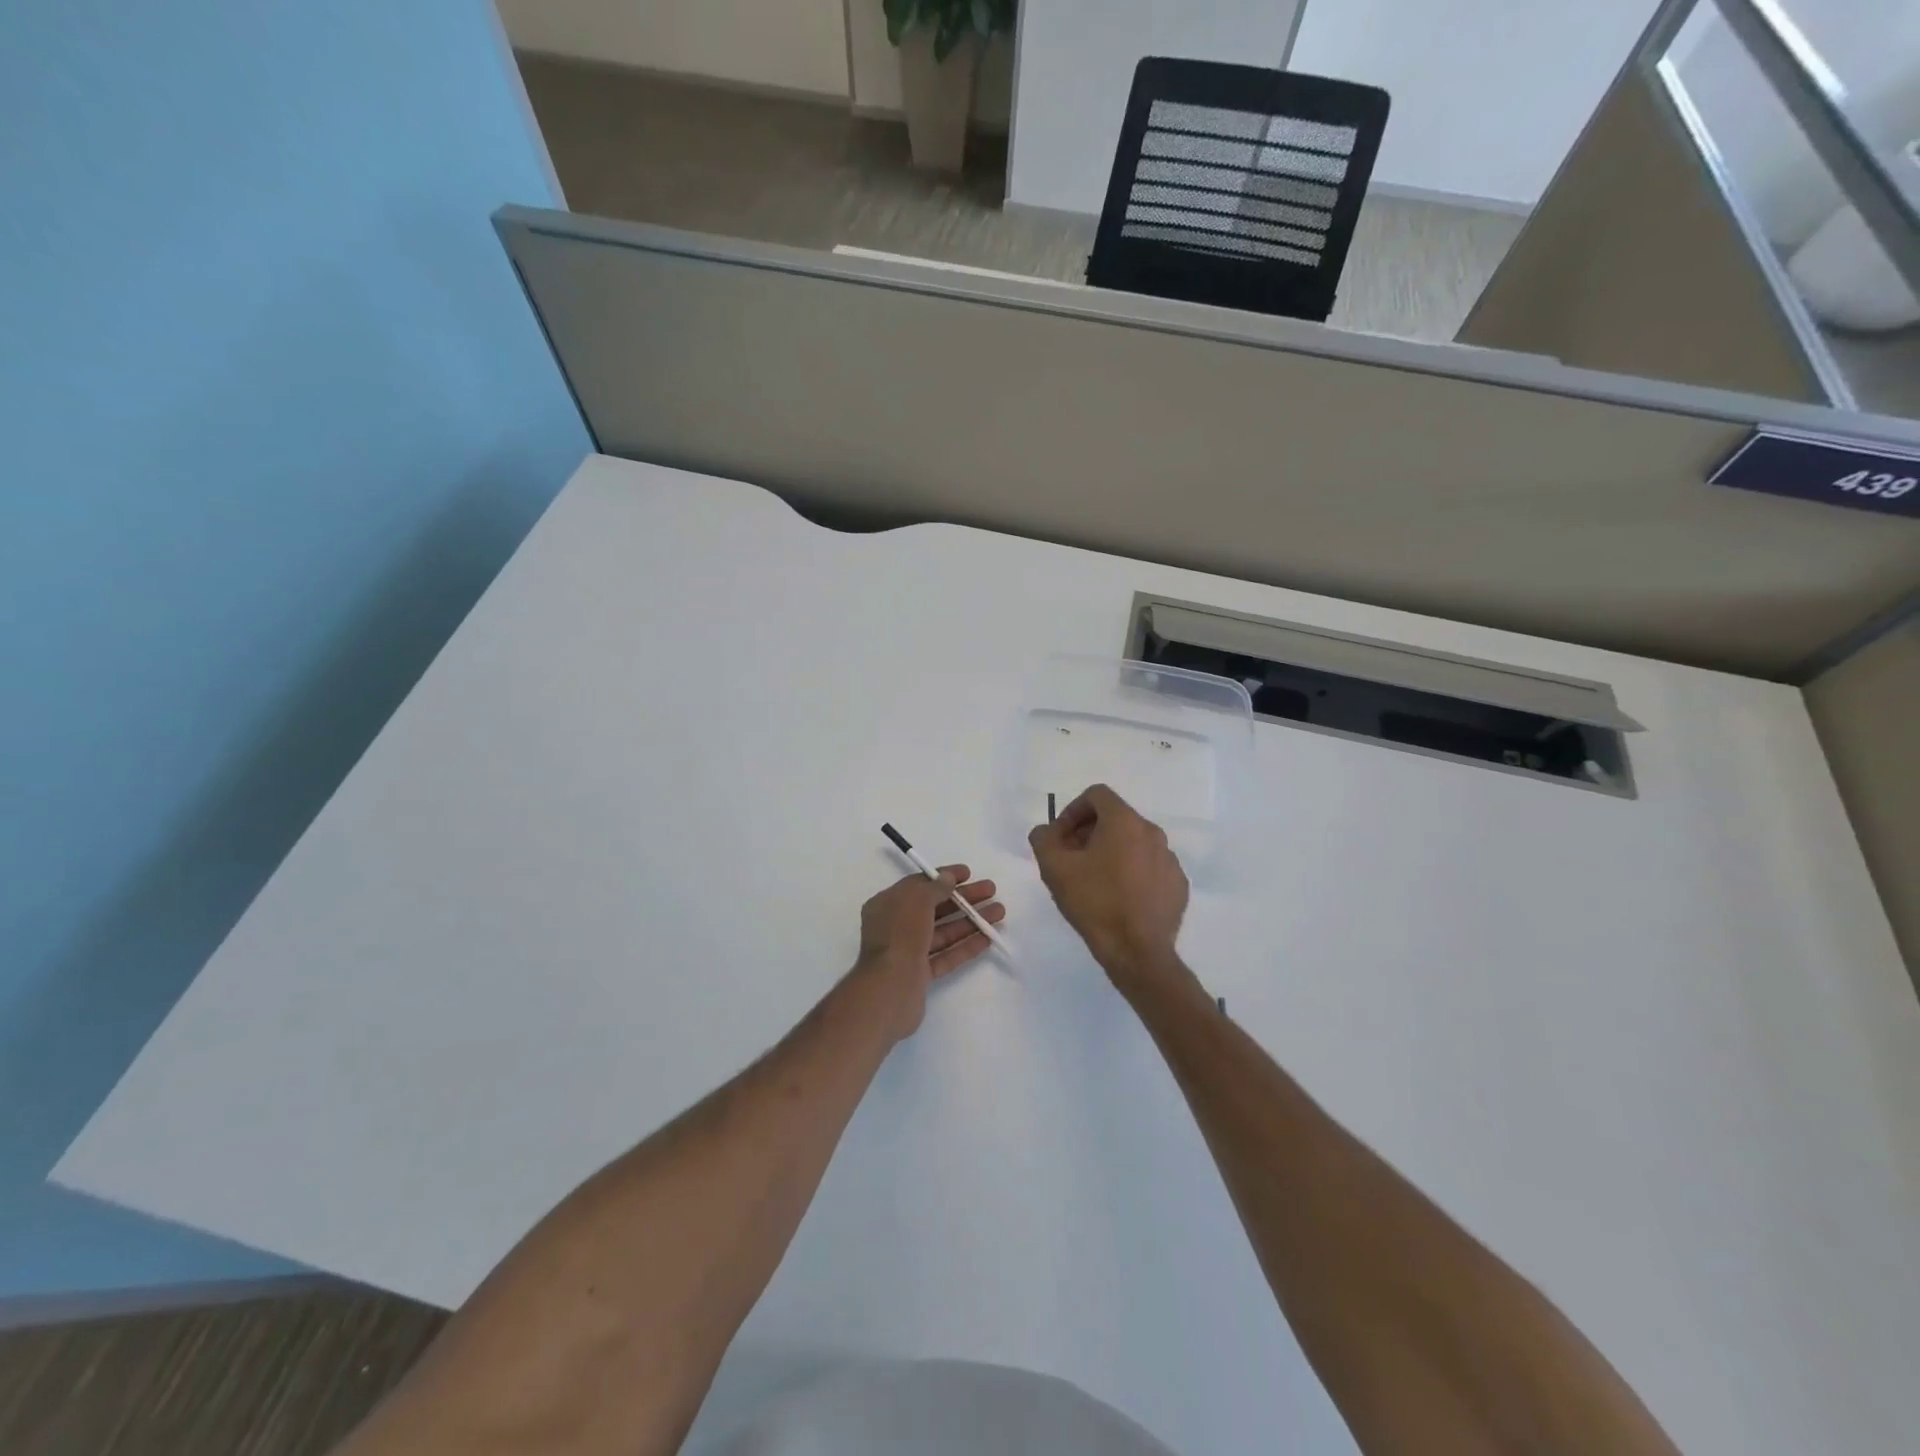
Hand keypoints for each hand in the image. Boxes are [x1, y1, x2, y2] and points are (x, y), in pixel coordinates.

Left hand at [854, 866, 1004, 1039]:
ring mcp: (909, 952)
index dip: (943, 877)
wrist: (889, 990)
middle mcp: (896, 926)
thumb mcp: (916, 901)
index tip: (968, 874)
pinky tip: (987, 938)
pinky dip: (965, 946)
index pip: (919, 885)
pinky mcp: (920, 974)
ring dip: (971, 921)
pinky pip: (946, 955)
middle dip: (964, 899)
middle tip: (991, 890)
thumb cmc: (900, 935)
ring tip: (999, 913)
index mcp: (887, 905)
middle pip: (935, 908)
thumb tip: (947, 878)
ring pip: (943, 932)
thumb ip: (934, 887)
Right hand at [1029, 785, 1188, 995]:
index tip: (1061, 838)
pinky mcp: (1178, 885)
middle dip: (1089, 833)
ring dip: (1111, 853)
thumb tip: (1047, 831)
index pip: (1096, 795)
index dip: (1072, 811)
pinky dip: (1132, 873)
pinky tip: (1119, 898)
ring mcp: (1170, 859)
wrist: (1137, 952)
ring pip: (1134, 844)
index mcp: (1125, 822)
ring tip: (1094, 882)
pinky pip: (1150, 867)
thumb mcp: (1054, 868)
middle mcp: (1152, 833)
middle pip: (1116, 818)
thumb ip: (1043, 839)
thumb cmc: (1094, 903)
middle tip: (1072, 860)